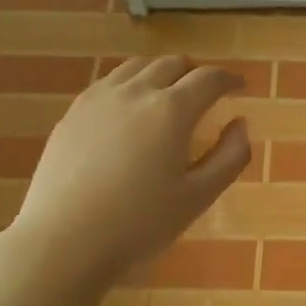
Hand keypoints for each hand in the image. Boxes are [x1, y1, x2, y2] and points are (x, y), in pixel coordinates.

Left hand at [12, 55, 251, 281]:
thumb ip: (229, 157)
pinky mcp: (72, 113)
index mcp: (172, 110)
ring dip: (161, 73)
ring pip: (137, 67)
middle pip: (172, 64)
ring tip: (169, 94)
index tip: (240, 86)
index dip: (229, 79)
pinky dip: (131, 84)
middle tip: (207, 92)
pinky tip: (130, 109)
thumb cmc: (140, 223)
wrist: (64, 240)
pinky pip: (108, 83)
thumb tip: (240, 124)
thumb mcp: (199, 197)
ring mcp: (98, 99)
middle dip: (195, 73)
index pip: (208, 79)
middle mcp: (135, 92)